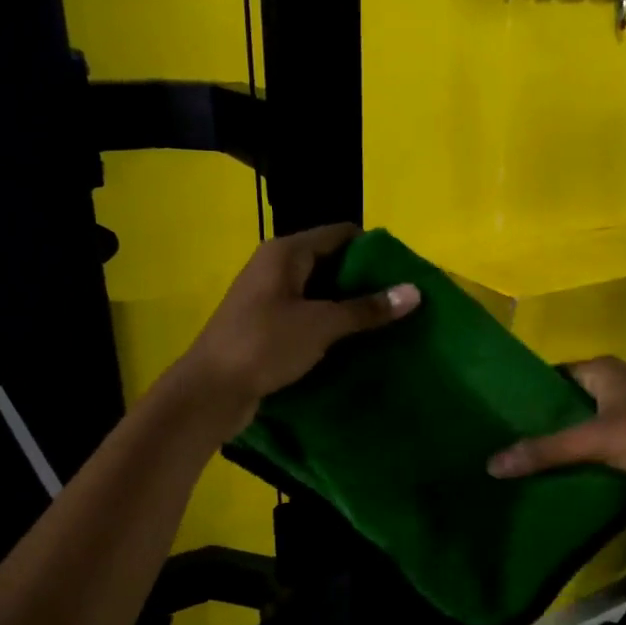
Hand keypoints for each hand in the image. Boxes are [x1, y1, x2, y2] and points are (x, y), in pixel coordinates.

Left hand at [168, 223, 419, 434]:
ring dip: (348, 306)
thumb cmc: (265, 345)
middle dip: (365, 280)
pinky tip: (354, 342)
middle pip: (331, 262)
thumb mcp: (322, 324)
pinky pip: (307, 316)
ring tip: (386, 322)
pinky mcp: (266, 326)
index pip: (340, 234)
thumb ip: (368, 308)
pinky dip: (330, 325)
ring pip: (319, 293)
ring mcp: (269, 297)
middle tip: (400, 301)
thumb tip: (414, 291)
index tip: (404, 271)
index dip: (373, 249)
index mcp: (286, 253)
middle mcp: (276, 267)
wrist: (211, 391)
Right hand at [487, 357, 625, 505]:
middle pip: (566, 402)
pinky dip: (581, 460)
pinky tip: (555, 477)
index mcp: (603, 370)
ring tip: (519, 461)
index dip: (527, 391)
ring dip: (560, 444)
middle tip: (501, 441)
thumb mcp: (597, 439)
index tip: (496, 411)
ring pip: (583, 427)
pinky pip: (599, 448)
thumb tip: (492, 464)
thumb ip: (546, 451)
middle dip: (539, 422)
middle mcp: (615, 386)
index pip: (553, 374)